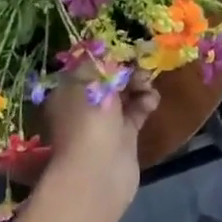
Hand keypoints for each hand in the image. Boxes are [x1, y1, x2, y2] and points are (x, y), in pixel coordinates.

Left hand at [42, 62, 157, 216]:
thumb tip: (112, 50)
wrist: (98, 173)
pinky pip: (137, 110)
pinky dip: (146, 102)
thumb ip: (105, 60)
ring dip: (139, 84)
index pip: (90, 63)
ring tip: (147, 83)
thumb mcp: (93, 80)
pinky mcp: (124, 135)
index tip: (127, 47)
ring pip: (126, 93)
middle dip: (127, 68)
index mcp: (69, 89)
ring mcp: (104, 120)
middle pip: (110, 77)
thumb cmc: (88, 119)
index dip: (109, 54)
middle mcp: (85, 103)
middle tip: (141, 64)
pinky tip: (151, 100)